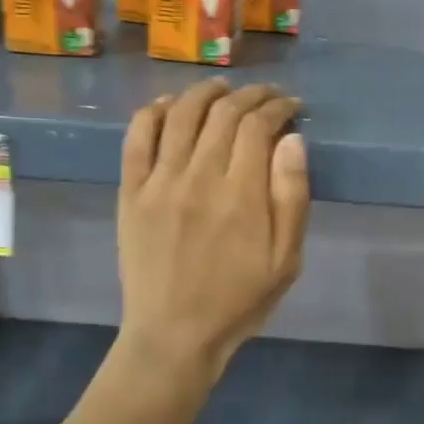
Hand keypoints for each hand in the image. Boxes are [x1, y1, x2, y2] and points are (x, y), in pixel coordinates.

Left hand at [117, 80, 309, 379]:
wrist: (174, 336)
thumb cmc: (238, 300)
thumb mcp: (286, 260)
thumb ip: (292, 197)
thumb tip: (292, 140)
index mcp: (241, 195)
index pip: (259, 126)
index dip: (278, 107)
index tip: (291, 106)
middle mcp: (199, 177)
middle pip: (224, 113)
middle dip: (250, 95)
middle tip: (266, 95)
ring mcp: (159, 183)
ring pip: (181, 115)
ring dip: (205, 92)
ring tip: (222, 87)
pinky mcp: (130, 193)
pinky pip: (136, 138)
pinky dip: (152, 112)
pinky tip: (168, 105)